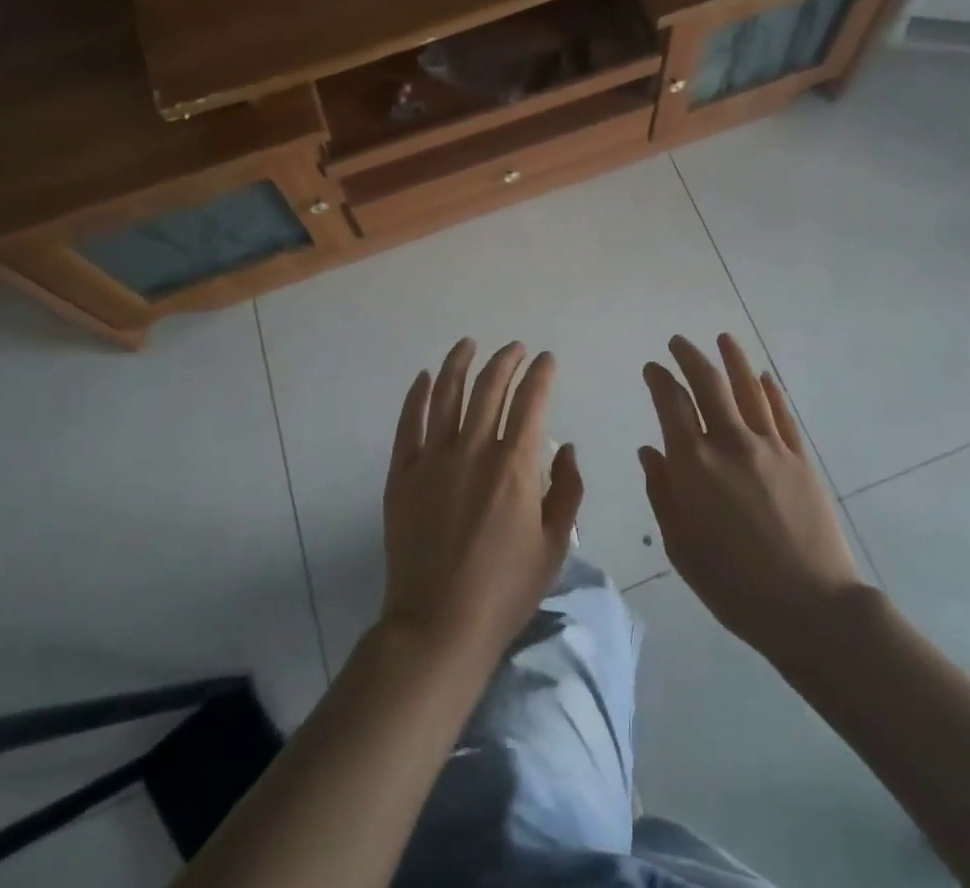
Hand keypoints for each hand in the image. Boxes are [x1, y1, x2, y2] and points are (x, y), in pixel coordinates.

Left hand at [380, 339, 582, 666]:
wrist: (438, 625)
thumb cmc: (505, 590)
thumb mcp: (554, 546)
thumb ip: (567, 490)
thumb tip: (566, 448)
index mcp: (515, 465)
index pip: (531, 401)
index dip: (541, 374)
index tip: (546, 359)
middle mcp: (475, 450)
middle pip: (490, 388)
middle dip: (506, 360)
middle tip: (515, 348)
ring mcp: (433, 459)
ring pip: (448, 395)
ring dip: (460, 363)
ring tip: (469, 344)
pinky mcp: (402, 474)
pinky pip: (408, 423)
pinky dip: (418, 395)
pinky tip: (425, 377)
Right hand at [640, 334, 863, 660]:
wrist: (809, 606)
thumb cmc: (733, 584)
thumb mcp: (681, 545)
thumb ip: (662, 492)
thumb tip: (650, 451)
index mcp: (694, 464)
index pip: (671, 404)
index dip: (659, 380)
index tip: (652, 368)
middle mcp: (730, 443)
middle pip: (708, 384)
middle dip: (690, 357)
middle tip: (678, 342)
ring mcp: (769, 447)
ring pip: (748, 389)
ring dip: (734, 360)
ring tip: (723, 339)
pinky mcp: (800, 458)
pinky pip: (782, 414)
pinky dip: (770, 391)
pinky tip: (763, 378)